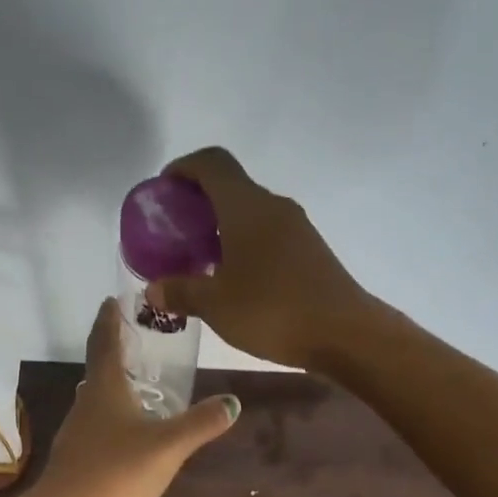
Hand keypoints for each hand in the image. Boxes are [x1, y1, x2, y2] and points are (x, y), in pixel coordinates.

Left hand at [15, 298, 239, 496]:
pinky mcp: (77, 464)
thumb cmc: (115, 472)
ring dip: (115, 392)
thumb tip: (234, 401)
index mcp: (105, 389)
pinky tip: (129, 441)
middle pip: (99, 371)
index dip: (110, 319)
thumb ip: (200, 424)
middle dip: (116, 354)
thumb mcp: (167, 446)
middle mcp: (86, 405)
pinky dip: (113, 425)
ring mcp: (78, 436)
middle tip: (139, 345)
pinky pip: (98, 433)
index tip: (113, 299)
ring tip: (140, 390)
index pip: (105, 341)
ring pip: (97, 404)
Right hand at [151, 146, 379, 370]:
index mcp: (246, 206)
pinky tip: (236, 282)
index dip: (183, 169)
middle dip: (199, 206)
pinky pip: (268, 238)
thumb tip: (153, 290)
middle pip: (231, 188)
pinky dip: (245, 248)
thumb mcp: (216, 305)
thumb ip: (181, 292)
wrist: (344, 333)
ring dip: (223, 230)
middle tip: (176, 237)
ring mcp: (297, 229)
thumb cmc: (273, 311)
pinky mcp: (310, 253)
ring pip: (251, 216)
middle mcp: (273, 207)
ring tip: (201, 263)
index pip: (211, 163)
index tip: (164, 192)